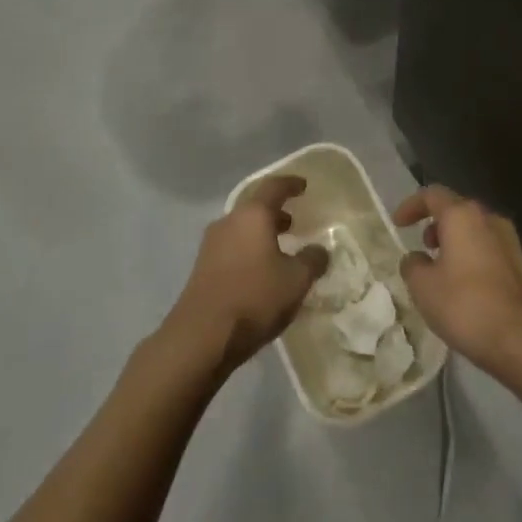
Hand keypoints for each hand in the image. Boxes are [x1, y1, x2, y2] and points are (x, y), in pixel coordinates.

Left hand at [166, 176, 329, 376]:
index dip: (290, 184)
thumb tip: (319, 250)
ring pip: (241, 229)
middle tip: (294, 222)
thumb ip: (312, 260)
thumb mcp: (296, 280)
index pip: (273, 187)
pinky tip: (261, 272)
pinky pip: (232, 248)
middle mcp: (228, 222)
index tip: (303, 186)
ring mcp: (211, 245)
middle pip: (254, 208)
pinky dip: (249, 250)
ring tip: (280, 248)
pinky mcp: (202, 269)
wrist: (201, 337)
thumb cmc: (254, 298)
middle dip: (275, 212)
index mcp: (252, 215)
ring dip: (261, 233)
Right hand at [395, 185, 521, 380]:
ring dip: (454, 241)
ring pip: (474, 229)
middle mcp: (488, 218)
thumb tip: (416, 258)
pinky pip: (488, 248)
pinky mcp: (520, 263)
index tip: (398, 224)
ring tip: (440, 269)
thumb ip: (412, 265)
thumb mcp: (423, 287)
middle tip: (422, 246)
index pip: (432, 195)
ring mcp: (509, 240)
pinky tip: (463, 285)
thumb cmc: (465, 304)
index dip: (411, 206)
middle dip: (435, 224)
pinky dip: (470, 255)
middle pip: (456, 210)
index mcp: (462, 215)